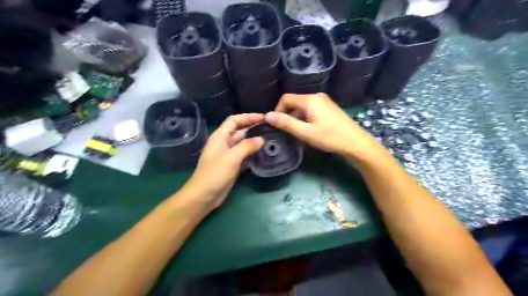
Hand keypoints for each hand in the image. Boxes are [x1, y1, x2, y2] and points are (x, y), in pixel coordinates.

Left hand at [185, 114, 263, 207]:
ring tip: (270, 139)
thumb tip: (261, 139)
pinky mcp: (232, 165)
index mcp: (220, 136)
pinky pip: (244, 155)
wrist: (204, 196)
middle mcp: (224, 143)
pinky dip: (252, 153)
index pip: (234, 120)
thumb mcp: (231, 158)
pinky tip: (263, 154)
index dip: (248, 117)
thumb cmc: (215, 174)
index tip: (263, 117)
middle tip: (270, 128)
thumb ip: (247, 146)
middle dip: (253, 128)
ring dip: (254, 141)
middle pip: (240, 131)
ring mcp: (228, 154)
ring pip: (243, 143)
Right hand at [267, 93, 381, 159]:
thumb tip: (267, 115)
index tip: (277, 125)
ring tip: (298, 133)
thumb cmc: (329, 137)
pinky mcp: (329, 108)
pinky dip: (305, 118)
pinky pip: (311, 109)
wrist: (356, 143)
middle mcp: (317, 96)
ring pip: (302, 106)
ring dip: (296, 118)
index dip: (278, 110)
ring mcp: (324, 101)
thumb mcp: (305, 132)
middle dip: (287, 115)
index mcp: (310, 99)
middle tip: (288, 131)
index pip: (286, 98)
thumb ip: (285, 123)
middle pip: (294, 102)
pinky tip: (309, 130)